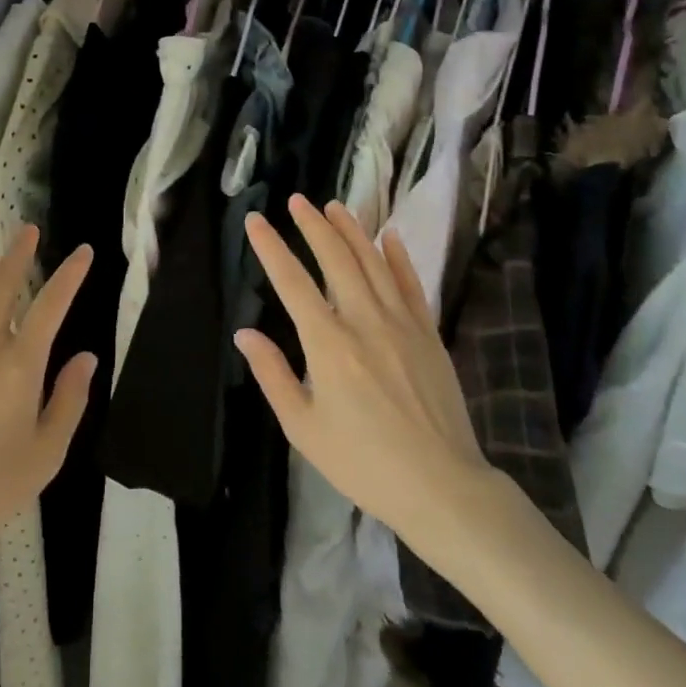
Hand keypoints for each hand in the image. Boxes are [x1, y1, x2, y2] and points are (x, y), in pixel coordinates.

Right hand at [236, 197, 484, 539]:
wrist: (442, 486)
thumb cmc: (363, 462)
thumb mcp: (304, 429)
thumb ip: (273, 375)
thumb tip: (244, 333)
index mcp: (328, 343)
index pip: (292, 281)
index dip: (270, 247)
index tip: (255, 220)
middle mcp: (364, 320)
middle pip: (335, 258)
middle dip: (313, 225)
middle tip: (297, 200)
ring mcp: (401, 323)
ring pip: (373, 262)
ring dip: (352, 230)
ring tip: (335, 205)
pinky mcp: (428, 333)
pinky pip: (411, 284)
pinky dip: (398, 257)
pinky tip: (389, 236)